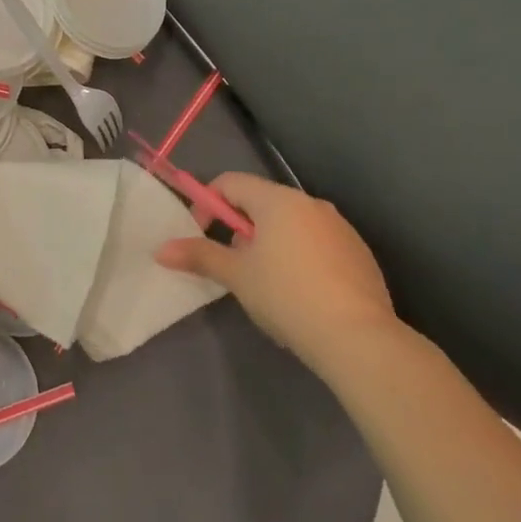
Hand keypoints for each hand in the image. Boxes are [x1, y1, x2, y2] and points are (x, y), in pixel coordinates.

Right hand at [156, 173, 397, 369]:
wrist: (358, 338)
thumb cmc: (286, 296)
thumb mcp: (236, 276)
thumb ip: (199, 256)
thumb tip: (161, 250)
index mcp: (278, 200)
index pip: (230, 182)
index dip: (208, 204)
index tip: (202, 236)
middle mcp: (311, 204)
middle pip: (261, 202)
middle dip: (240, 228)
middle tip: (234, 265)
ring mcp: (340, 227)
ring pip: (290, 224)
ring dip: (269, 243)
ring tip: (266, 283)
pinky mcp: (359, 253)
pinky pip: (317, 243)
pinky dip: (299, 257)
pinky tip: (300, 294)